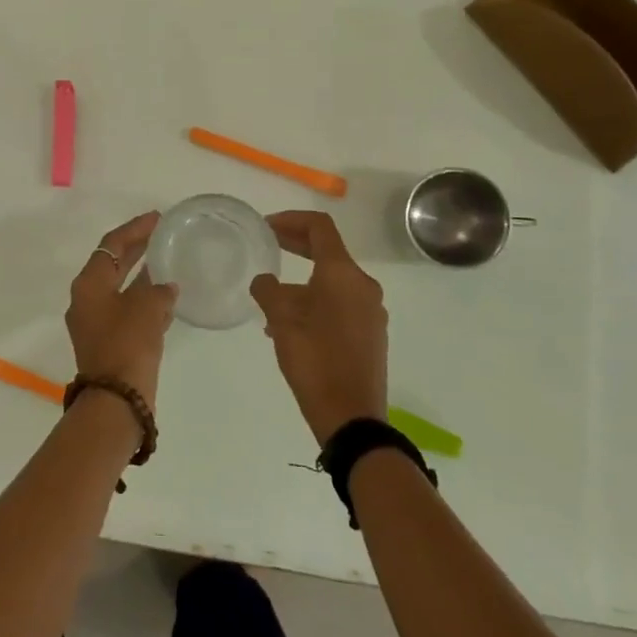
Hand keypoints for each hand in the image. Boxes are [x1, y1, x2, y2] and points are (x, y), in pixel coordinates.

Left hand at [65, 212, 177, 409]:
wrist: (116, 400)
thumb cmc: (127, 344)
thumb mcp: (147, 308)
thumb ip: (158, 289)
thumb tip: (165, 287)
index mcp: (89, 284)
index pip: (112, 244)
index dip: (135, 228)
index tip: (157, 217)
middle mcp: (87, 299)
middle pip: (114, 263)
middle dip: (138, 248)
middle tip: (163, 234)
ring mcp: (96, 322)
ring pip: (121, 288)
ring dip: (143, 275)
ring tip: (169, 261)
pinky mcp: (109, 341)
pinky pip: (127, 310)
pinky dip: (145, 301)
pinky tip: (168, 299)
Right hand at [250, 211, 388, 444]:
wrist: (352, 417)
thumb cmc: (315, 361)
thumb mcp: (282, 322)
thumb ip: (269, 291)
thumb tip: (265, 281)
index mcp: (343, 274)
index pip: (320, 228)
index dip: (291, 220)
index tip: (266, 226)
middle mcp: (363, 286)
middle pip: (329, 252)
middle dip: (296, 245)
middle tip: (268, 245)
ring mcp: (371, 311)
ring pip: (333, 281)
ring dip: (303, 280)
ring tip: (272, 299)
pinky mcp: (371, 333)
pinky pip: (341, 304)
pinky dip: (316, 301)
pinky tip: (291, 326)